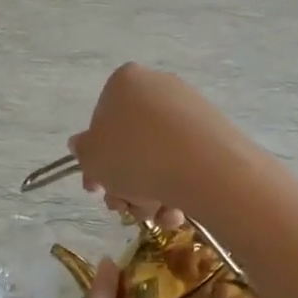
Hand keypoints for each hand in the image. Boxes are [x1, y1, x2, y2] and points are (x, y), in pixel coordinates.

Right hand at [67, 64, 241, 227]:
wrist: (205, 168)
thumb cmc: (135, 157)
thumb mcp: (93, 158)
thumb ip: (83, 152)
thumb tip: (82, 144)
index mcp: (125, 82)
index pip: (101, 120)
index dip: (96, 159)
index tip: (98, 186)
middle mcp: (158, 86)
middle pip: (131, 142)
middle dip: (124, 181)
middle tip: (123, 207)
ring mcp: (190, 108)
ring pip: (158, 156)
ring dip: (149, 192)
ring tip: (152, 214)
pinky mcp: (215, 130)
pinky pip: (185, 161)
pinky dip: (176, 187)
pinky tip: (175, 211)